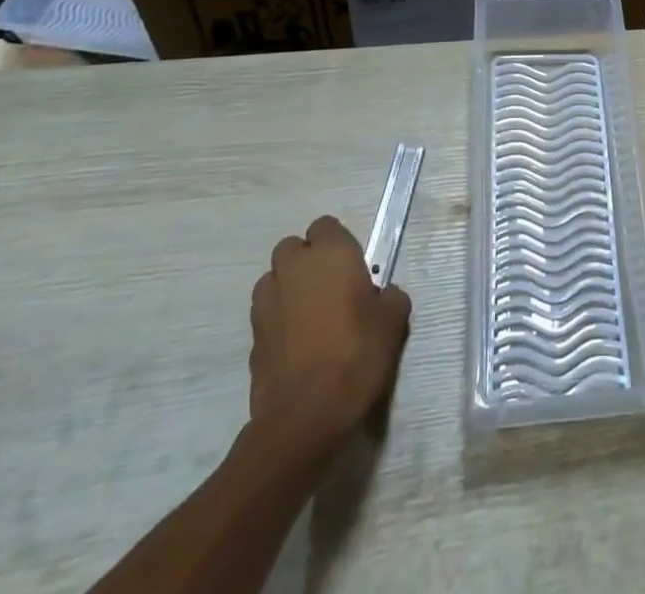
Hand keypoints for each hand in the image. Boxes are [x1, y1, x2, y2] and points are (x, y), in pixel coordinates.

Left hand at [248, 216, 410, 466]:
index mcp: (329, 254)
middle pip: (293, 248)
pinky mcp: (252, 337)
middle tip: (332, 288)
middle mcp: (293, 269)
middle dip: (307, 261)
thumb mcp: (392, 322)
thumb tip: (381, 296)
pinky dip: (279, 320)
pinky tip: (297, 344)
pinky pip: (267, 313)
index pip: (326, 226)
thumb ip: (389, 297)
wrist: (304, 417)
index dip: (338, 243)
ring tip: (311, 316)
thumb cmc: (356, 355)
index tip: (353, 267)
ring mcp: (267, 302)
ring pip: (275, 279)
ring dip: (289, 288)